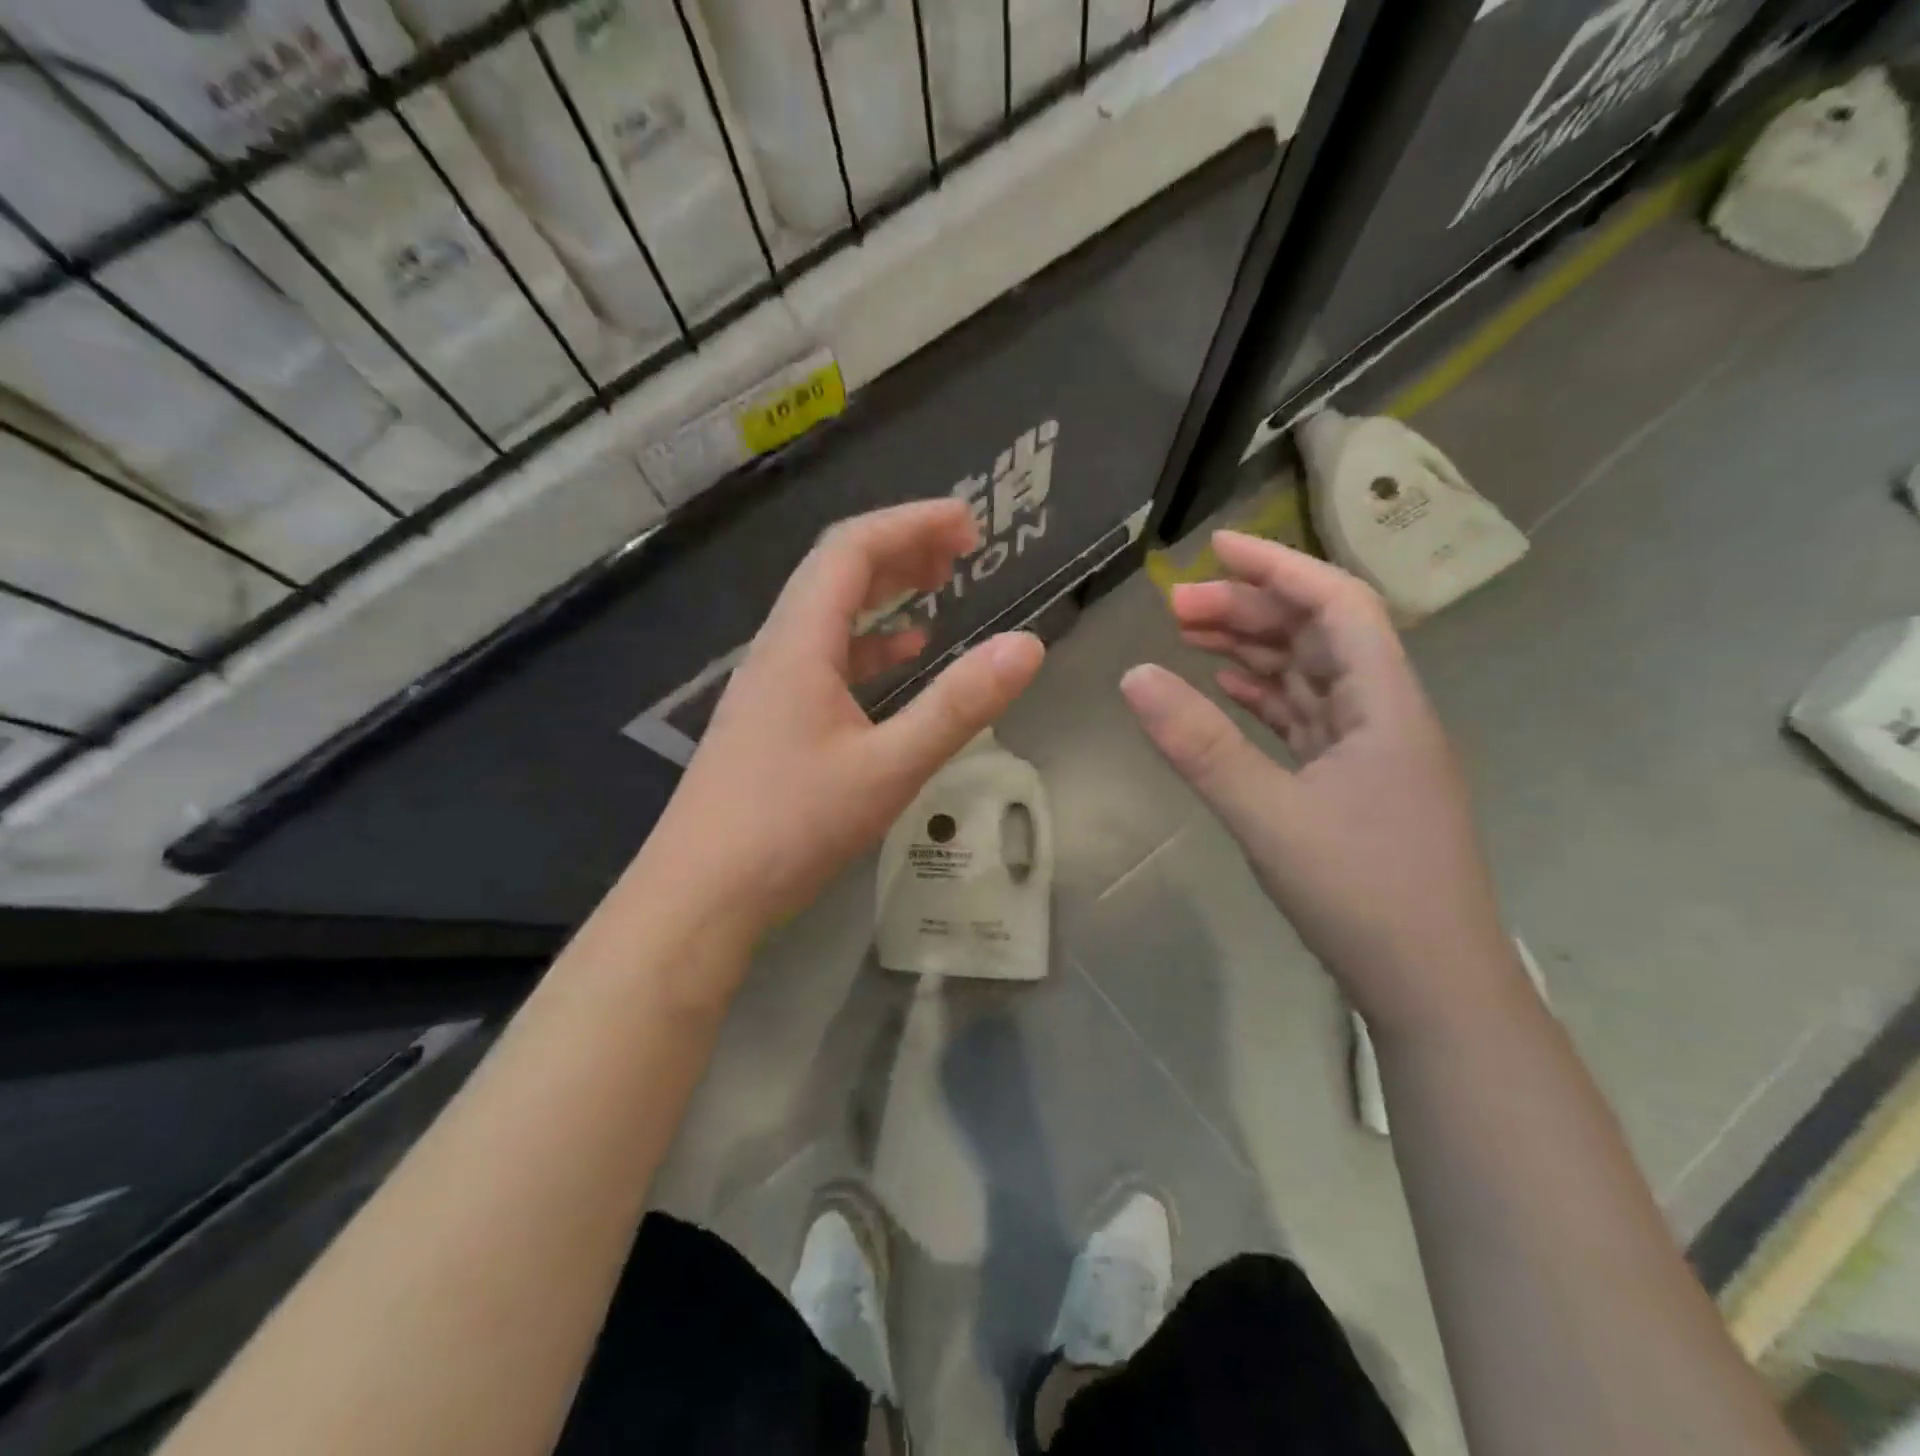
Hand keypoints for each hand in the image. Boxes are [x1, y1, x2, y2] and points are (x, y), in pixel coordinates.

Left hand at [647, 500, 1044, 947]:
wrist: (700, 894)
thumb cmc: (791, 828)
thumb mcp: (888, 768)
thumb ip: (958, 706)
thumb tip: (1029, 645)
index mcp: (800, 643)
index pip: (852, 549)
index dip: (911, 524)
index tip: (969, 524)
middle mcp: (778, 649)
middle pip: (836, 571)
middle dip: (901, 548)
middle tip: (962, 550)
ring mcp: (769, 685)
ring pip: (828, 613)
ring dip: (883, 591)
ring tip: (938, 586)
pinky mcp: (770, 719)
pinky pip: (823, 657)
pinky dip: (867, 643)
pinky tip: (900, 656)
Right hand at [1120, 531, 1517, 1034]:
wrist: (1433, 988)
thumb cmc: (1363, 895)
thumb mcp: (1269, 816)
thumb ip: (1200, 746)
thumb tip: (1134, 676)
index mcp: (1386, 704)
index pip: (1338, 605)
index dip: (1280, 568)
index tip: (1215, 549)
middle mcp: (1386, 714)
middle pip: (1318, 636)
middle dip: (1250, 612)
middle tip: (1174, 609)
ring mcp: (1372, 752)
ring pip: (1310, 678)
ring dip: (1255, 652)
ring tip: (1190, 639)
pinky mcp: (1354, 784)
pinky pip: (1306, 720)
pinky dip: (1265, 699)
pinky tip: (1229, 692)